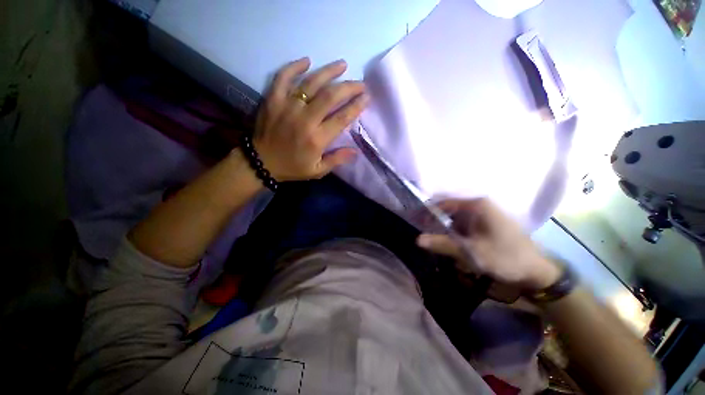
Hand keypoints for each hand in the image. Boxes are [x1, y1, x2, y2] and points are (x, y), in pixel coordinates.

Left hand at [253, 57, 368, 180]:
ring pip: (310, 83)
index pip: (342, 118)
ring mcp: (287, 106)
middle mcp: (304, 119)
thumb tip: (356, 151)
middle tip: (360, 83)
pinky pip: (282, 77)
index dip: (356, 106)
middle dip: (349, 87)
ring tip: (342, 65)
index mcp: (316, 139)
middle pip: (330, 96)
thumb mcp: (317, 170)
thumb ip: (336, 160)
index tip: (366, 97)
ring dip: (328, 71)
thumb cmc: (293, 168)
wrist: (261, 163)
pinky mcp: (272, 100)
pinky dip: (294, 67)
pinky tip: (306, 61)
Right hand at [417, 198, 560, 290]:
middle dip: (435, 219)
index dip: (428, 211)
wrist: (536, 272)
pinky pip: (463, 223)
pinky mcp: (486, 224)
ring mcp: (484, 214)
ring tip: (432, 236)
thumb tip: (418, 240)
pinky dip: (454, 231)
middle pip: (449, 208)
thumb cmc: (505, 258)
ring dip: (444, 226)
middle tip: (422, 230)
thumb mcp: (471, 252)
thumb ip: (443, 244)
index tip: (416, 220)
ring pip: (455, 217)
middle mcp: (479, 205)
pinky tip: (449, 240)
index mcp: (477, 205)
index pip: (444, 202)